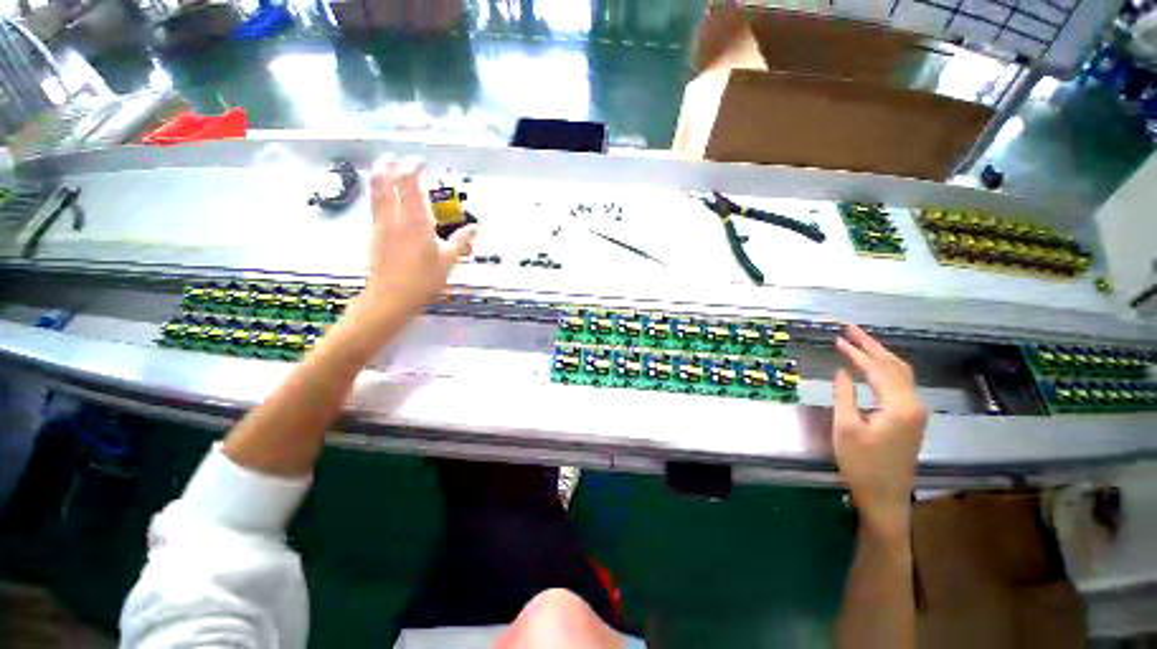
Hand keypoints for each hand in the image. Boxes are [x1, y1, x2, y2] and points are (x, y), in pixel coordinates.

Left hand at [362, 158, 476, 315]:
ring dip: (379, 177)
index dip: (411, 170)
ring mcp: (380, 226)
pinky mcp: (374, 235)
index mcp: (415, 223)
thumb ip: (460, 241)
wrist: (391, 298)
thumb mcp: (447, 261)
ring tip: (383, 167)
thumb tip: (475, 228)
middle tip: (395, 158)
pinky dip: (377, 194)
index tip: (417, 162)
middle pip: (385, 184)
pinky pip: (374, 207)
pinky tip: (382, 197)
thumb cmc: (422, 281)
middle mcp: (394, 219)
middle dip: (389, 167)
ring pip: (375, 193)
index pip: (409, 187)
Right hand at [833, 324, 926, 532]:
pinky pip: (901, 384)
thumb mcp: (845, 428)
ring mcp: (916, 412)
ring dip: (881, 355)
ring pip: (901, 374)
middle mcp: (913, 404)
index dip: (857, 352)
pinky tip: (874, 367)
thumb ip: (844, 395)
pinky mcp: (911, 419)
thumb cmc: (861, 465)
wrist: (884, 498)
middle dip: (872, 345)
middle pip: (895, 366)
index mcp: (899, 406)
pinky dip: (886, 369)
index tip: (838, 338)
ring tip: (860, 341)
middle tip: (851, 329)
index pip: (877, 369)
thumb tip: (842, 371)